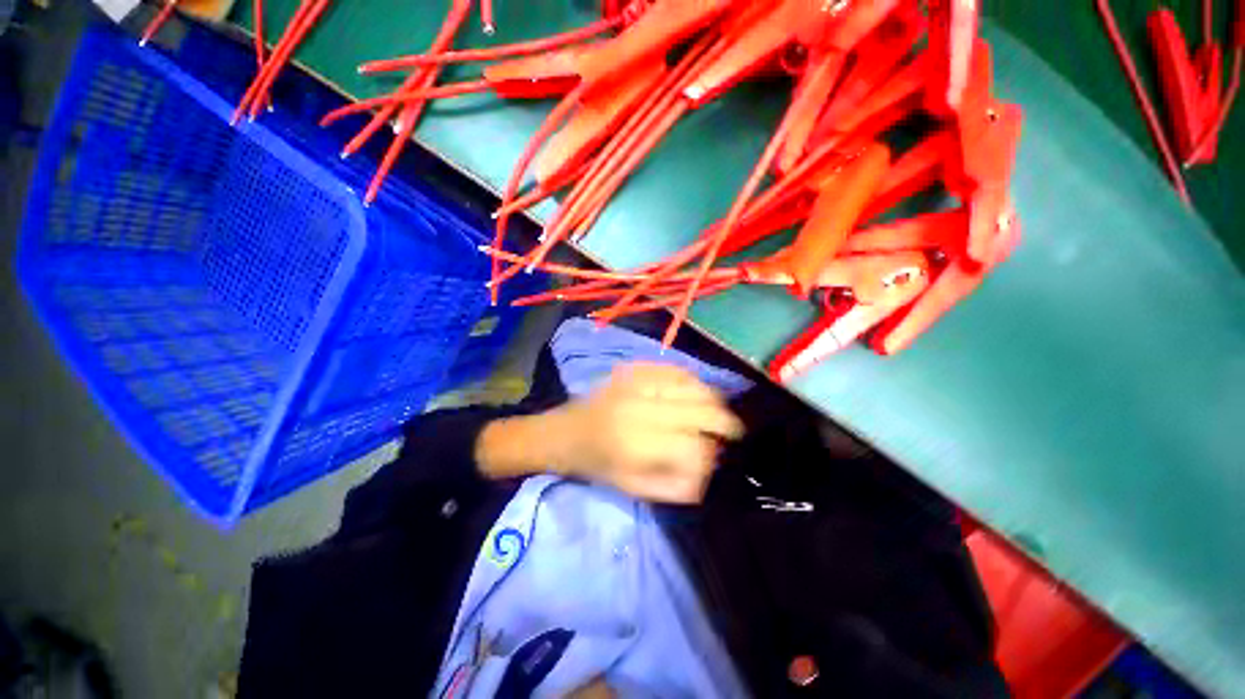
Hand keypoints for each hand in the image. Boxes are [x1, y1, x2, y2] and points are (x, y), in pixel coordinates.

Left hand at [476, 363, 743, 503]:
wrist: (565, 431)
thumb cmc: (597, 464)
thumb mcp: (633, 488)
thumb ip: (675, 486)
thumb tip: (709, 470)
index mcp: (636, 443)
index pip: (693, 446)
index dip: (711, 454)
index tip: (713, 458)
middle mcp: (640, 407)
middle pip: (700, 408)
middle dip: (724, 422)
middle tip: (732, 430)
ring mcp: (637, 382)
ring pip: (693, 384)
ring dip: (712, 399)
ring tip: (716, 411)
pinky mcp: (635, 369)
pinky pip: (676, 369)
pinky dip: (693, 381)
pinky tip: (696, 392)